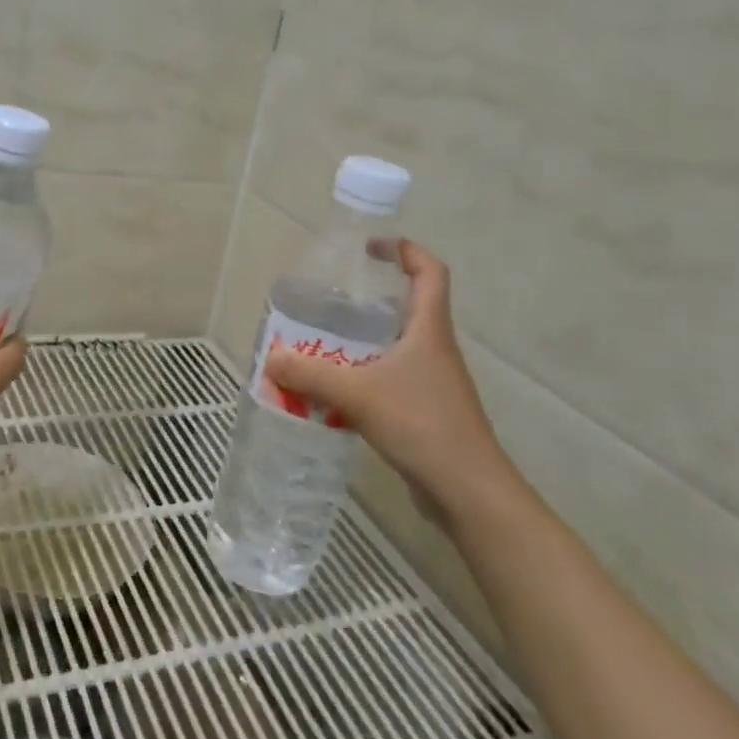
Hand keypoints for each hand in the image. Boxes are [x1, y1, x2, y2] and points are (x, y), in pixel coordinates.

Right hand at [264, 239, 519, 523]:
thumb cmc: (422, 425)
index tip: (370, 248)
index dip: (404, 250)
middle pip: (408, 307)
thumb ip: (311, 374)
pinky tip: (334, 391)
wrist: (468, 490)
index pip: (430, 271)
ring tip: (321, 344)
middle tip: (329, 301)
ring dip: (362, 341)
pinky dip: (362, 376)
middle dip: (370, 299)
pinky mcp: (425, 410)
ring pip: (396, 346)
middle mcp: (433, 348)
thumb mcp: (358, 394)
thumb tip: (271, 357)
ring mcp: (432, 381)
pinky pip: (389, 378)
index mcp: (428, 329)